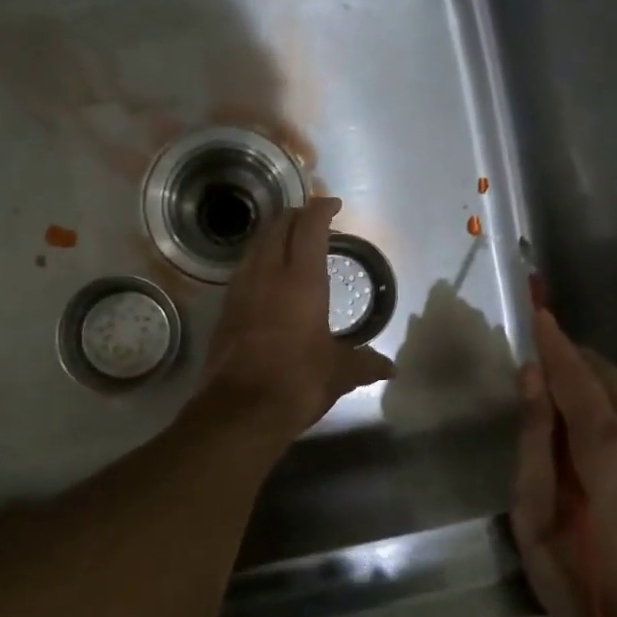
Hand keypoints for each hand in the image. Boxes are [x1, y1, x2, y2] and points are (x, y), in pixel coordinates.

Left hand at [197, 196, 393, 441]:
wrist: (240, 410)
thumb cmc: (298, 381)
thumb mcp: (339, 373)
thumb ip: (365, 364)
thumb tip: (390, 368)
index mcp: (301, 280)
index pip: (309, 227)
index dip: (321, 209)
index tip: (333, 205)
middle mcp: (268, 274)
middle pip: (277, 225)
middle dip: (295, 215)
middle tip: (313, 221)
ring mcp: (241, 289)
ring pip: (256, 244)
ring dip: (273, 234)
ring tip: (290, 243)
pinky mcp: (225, 308)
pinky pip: (243, 268)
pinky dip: (258, 259)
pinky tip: (268, 277)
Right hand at [512, 309, 616, 616]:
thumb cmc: (588, 582)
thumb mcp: (536, 517)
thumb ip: (534, 441)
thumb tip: (532, 378)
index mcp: (605, 442)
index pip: (573, 371)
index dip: (551, 340)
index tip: (537, 308)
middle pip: (605, 374)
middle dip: (571, 360)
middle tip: (540, 364)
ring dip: (594, 386)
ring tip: (563, 403)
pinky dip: (616, 411)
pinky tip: (599, 442)